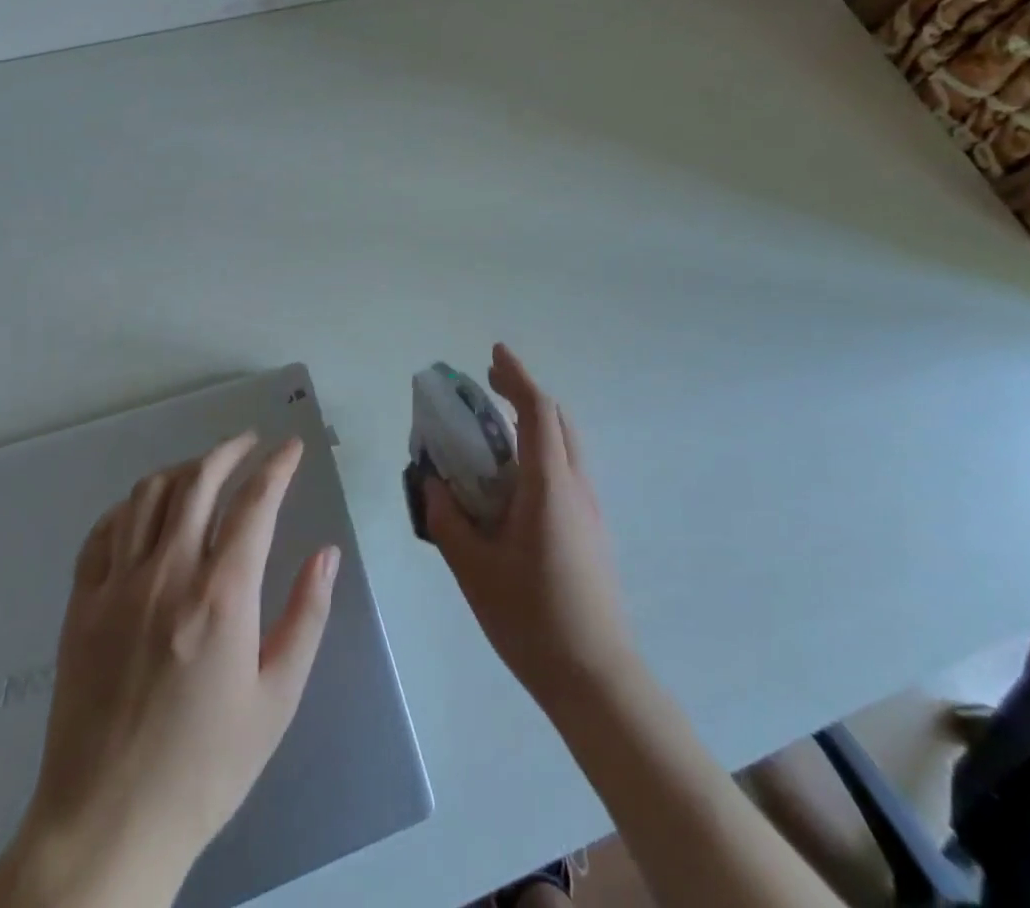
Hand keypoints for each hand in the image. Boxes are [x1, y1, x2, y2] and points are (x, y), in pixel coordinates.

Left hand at [0, 434, 338, 907]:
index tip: (291, 447)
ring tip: (204, 469)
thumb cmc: (205, 767)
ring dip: (182, 469)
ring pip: (148, 495)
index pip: (254, 503)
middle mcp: (168, 574)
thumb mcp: (277, 699)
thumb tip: (327, 554)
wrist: (107, 826)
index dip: (277, 466)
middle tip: (250, 443)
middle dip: (230, 450)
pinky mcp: (82, 606)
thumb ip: (306, 616)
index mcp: (221, 596)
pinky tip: (145, 510)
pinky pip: (103, 532)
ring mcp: (117, 586)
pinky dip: (129, 506)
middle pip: (198, 481)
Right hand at [426, 345, 635, 712]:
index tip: (494, 353)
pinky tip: (514, 481)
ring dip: (535, 422)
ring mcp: (590, 508)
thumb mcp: (473, 569)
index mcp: (549, 486)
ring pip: (566, 444)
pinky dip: (542, 451)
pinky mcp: (593, 529)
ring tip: (496, 430)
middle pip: (557, 420)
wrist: (597, 677)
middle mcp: (576, 486)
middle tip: (489, 386)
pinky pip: (567, 469)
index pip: (537, 411)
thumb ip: (448, 519)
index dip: (516, 376)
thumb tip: (432, 482)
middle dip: (525, 393)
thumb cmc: (531, 619)